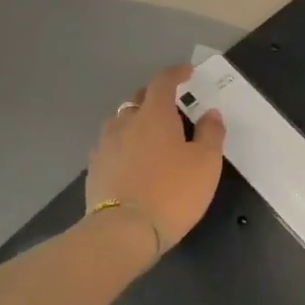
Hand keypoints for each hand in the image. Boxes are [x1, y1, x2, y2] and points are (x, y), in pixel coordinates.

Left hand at [85, 65, 225, 254]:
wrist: (124, 232)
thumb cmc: (173, 192)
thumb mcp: (206, 163)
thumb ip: (211, 133)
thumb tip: (210, 113)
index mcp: (154, 115)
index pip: (163, 82)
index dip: (176, 73)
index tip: (188, 73)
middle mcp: (125, 122)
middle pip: (138, 99)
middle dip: (156, 98)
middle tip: (173, 109)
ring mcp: (105, 145)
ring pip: (121, 122)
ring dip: (137, 121)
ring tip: (152, 136)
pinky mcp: (94, 168)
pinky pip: (111, 145)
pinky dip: (124, 145)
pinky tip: (133, 160)